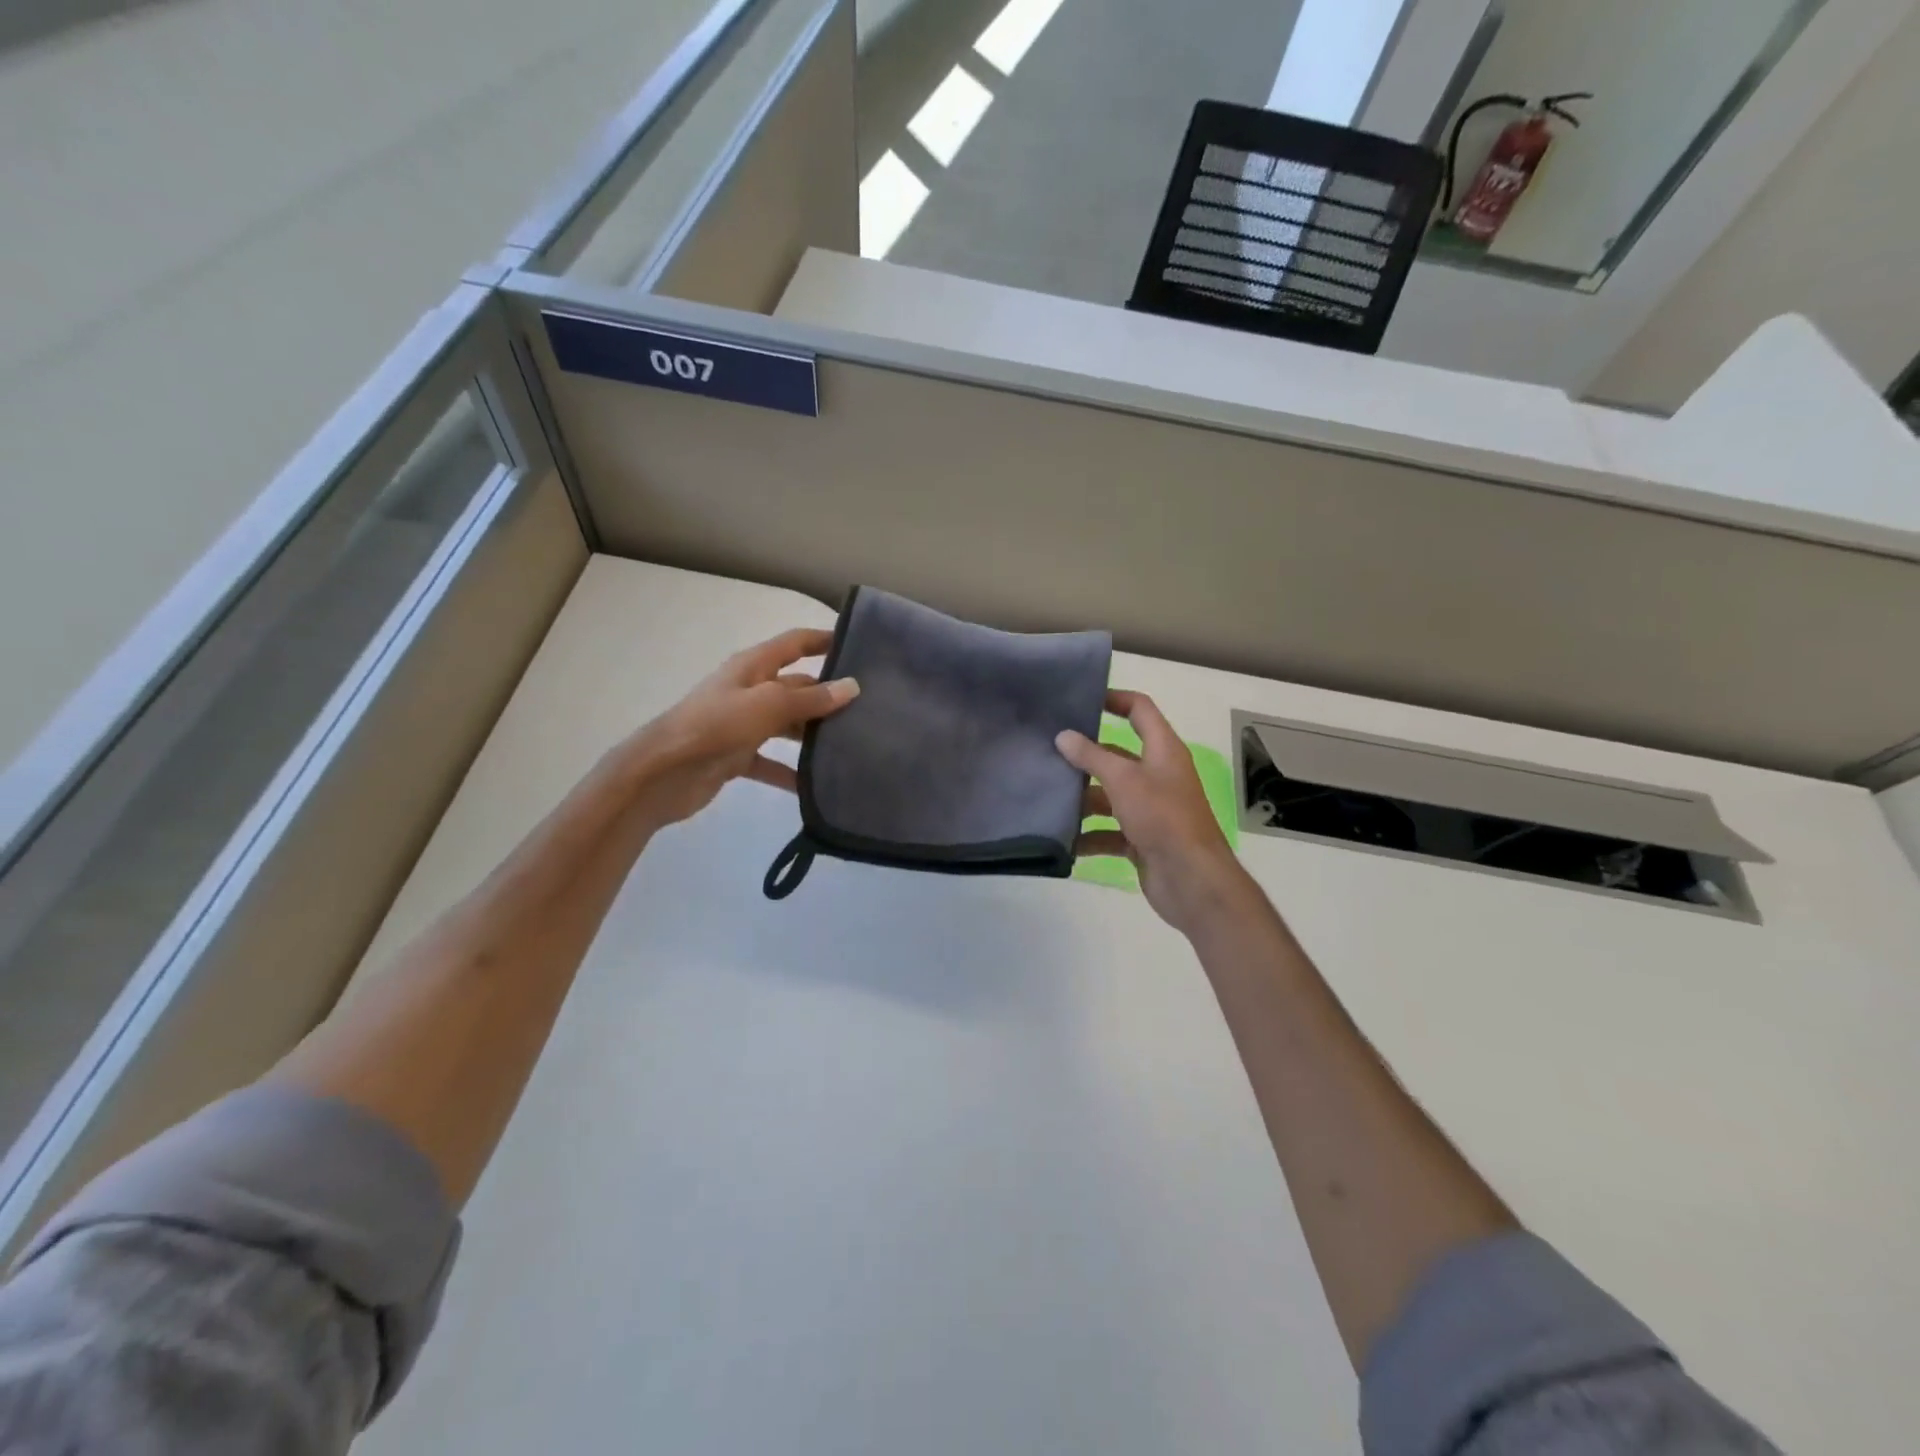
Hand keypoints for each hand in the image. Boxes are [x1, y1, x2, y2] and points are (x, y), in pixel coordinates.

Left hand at [622, 628, 858, 830]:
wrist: (661, 773)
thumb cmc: (715, 726)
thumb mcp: (767, 706)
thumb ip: (810, 699)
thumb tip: (852, 687)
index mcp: (753, 667)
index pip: (794, 643)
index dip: (823, 640)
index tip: (858, 645)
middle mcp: (750, 690)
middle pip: (796, 687)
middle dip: (827, 695)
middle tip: (870, 708)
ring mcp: (742, 724)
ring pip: (787, 724)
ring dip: (813, 734)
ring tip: (852, 745)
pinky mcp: (736, 756)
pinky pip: (772, 762)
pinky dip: (791, 772)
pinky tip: (816, 785)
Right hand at [1057, 690, 1255, 935]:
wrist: (1192, 880)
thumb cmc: (1162, 817)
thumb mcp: (1123, 779)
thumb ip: (1091, 756)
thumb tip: (1063, 736)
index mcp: (1163, 751)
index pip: (1140, 710)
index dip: (1114, 699)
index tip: (1081, 700)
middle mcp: (1158, 775)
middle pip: (1117, 755)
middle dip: (1085, 757)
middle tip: (1046, 754)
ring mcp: (1150, 809)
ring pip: (1109, 795)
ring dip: (1082, 799)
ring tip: (1047, 798)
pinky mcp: (1141, 839)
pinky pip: (1109, 831)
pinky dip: (1089, 835)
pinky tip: (1063, 840)